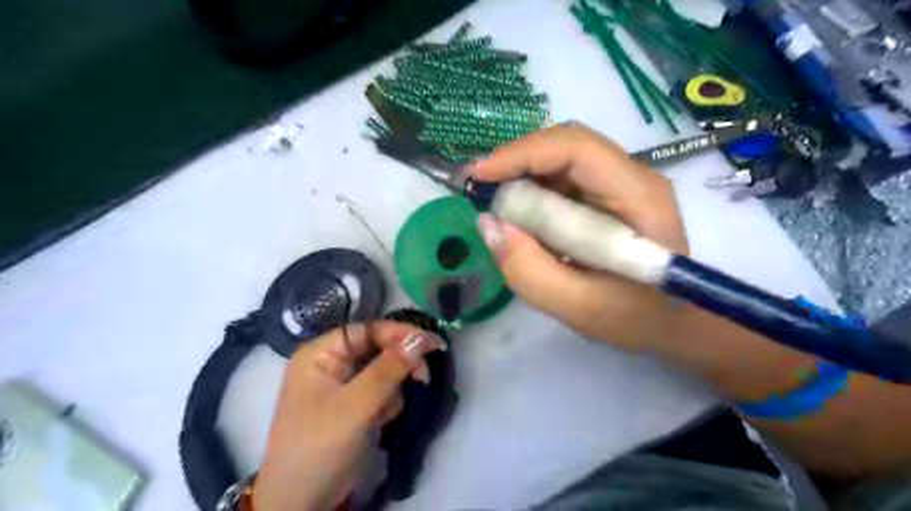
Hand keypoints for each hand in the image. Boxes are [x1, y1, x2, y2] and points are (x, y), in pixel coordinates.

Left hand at [252, 323, 445, 510]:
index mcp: (320, 353)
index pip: (367, 330)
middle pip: (378, 348)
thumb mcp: (356, 406)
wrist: (302, 502)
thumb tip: (420, 338)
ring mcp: (342, 384)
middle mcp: (331, 362)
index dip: (400, 334)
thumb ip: (389, 369)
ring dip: (393, 389)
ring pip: (384, 370)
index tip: (431, 343)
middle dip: (399, 364)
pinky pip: (381, 390)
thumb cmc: (320, 446)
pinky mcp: (353, 404)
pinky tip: (379, 422)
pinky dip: (387, 403)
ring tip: (383, 414)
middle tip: (422, 377)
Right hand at [473, 122, 686, 349]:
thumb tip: (487, 223)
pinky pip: (565, 178)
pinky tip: (521, 214)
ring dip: (523, 175)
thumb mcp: (578, 307)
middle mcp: (633, 176)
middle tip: (478, 189)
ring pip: (562, 158)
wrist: (676, 323)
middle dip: (516, 161)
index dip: (522, 153)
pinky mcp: (611, 194)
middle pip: (566, 145)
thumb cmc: (637, 318)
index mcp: (637, 196)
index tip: (478, 176)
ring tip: (494, 203)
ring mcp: (623, 183)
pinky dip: (535, 189)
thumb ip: (528, 270)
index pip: (575, 148)